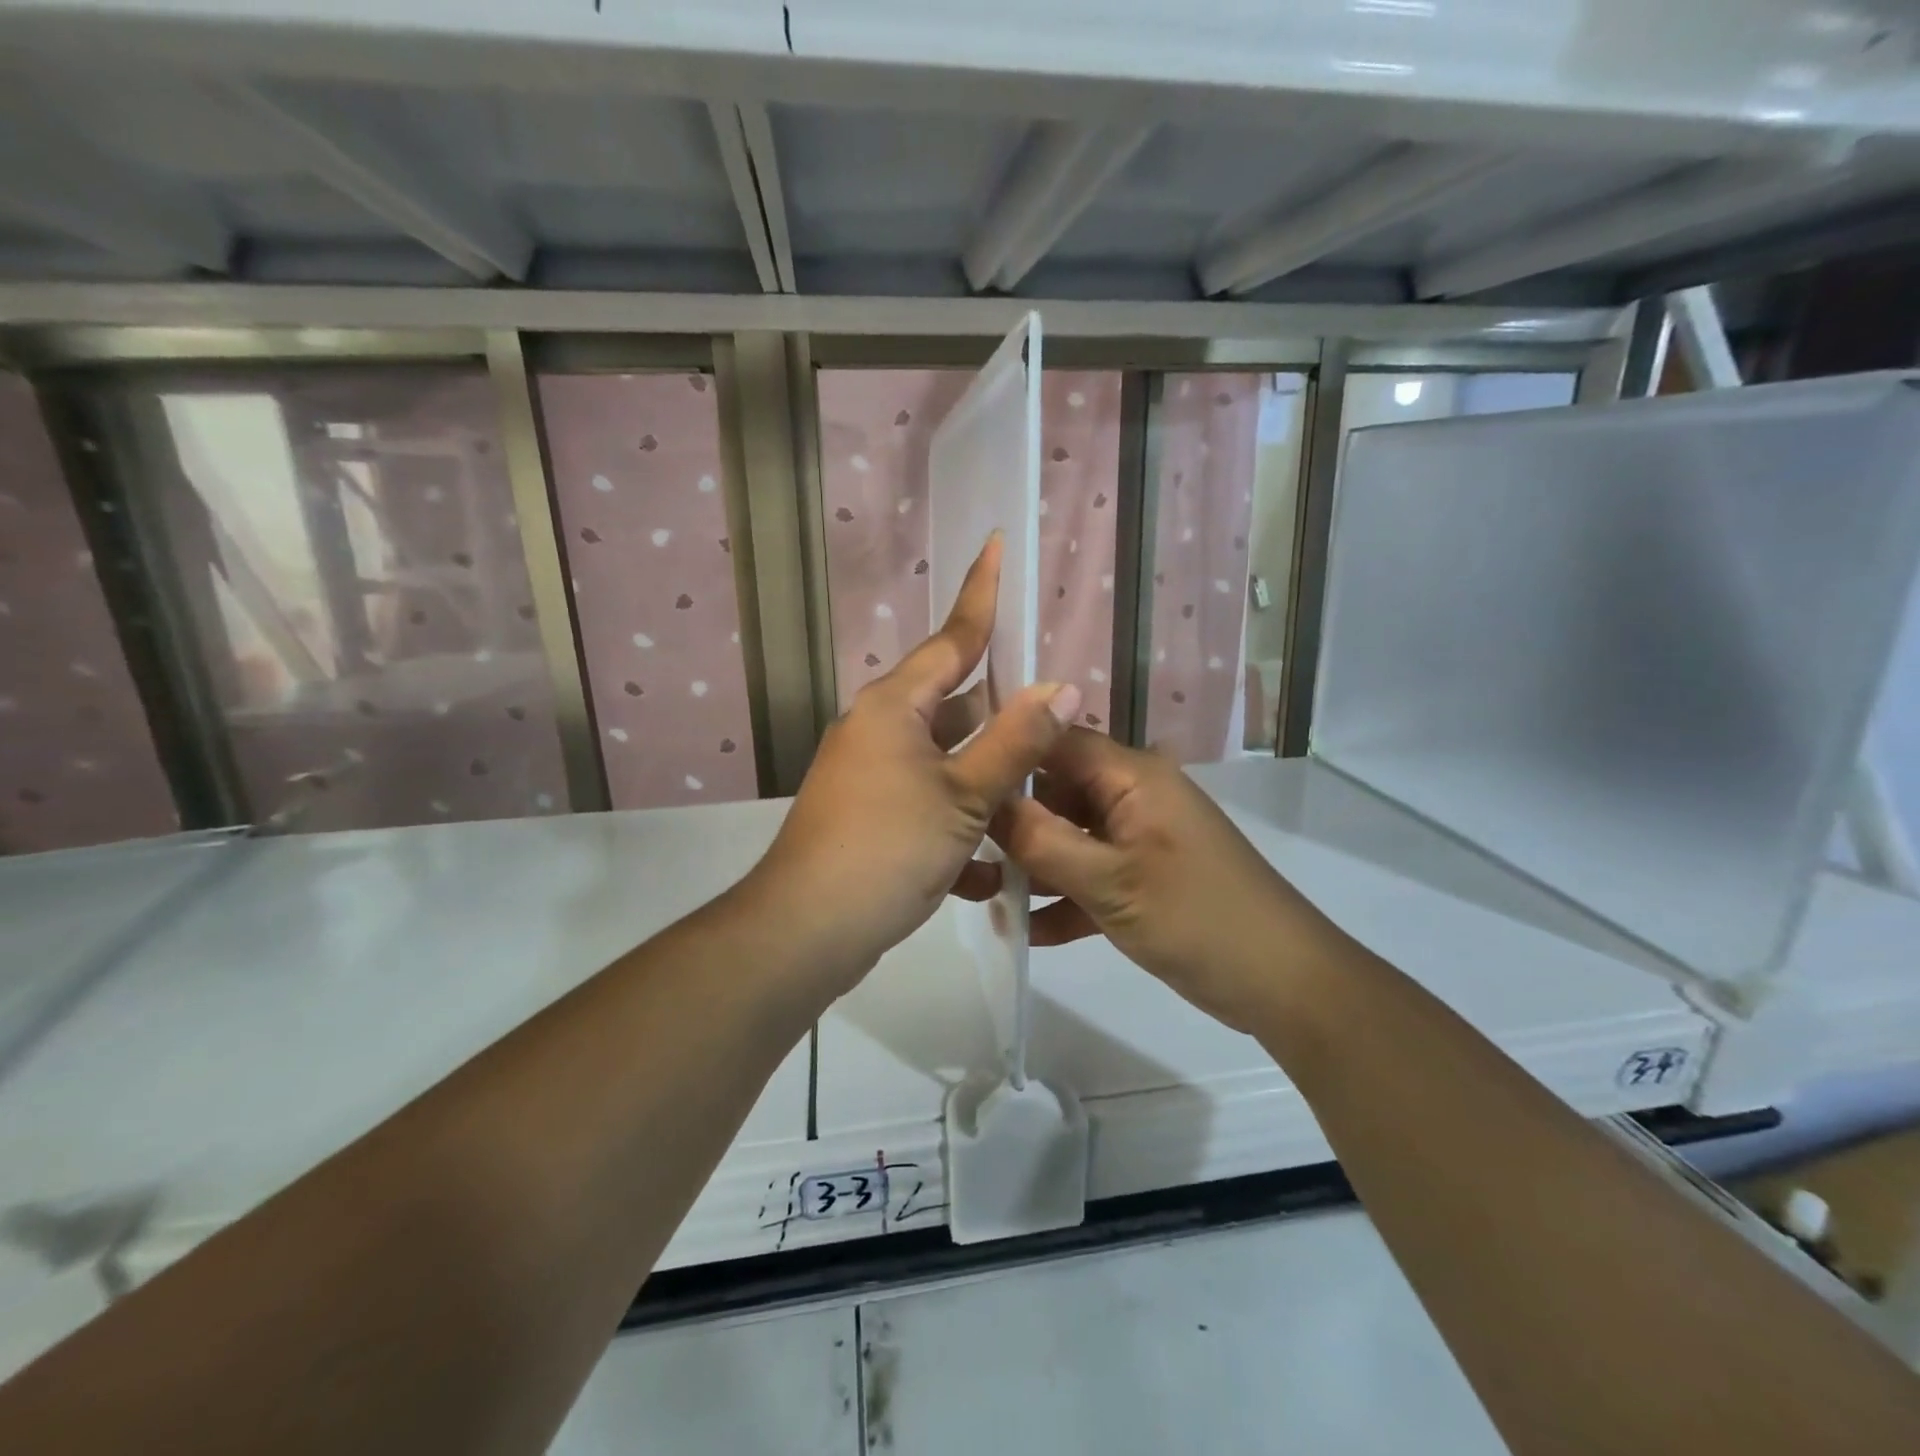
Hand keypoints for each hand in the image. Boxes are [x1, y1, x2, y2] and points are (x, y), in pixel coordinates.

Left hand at [748, 535, 1081, 987]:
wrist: (808, 929)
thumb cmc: (888, 847)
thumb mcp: (964, 795)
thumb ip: (1015, 742)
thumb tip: (1061, 686)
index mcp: (895, 706)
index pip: (952, 637)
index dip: (982, 593)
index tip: (997, 545)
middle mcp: (879, 730)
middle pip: (952, 701)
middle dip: (1000, 706)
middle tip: (1051, 700)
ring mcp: (871, 775)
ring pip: (945, 759)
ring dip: (987, 776)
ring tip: (1039, 786)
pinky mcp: (871, 817)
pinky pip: (928, 804)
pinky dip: (959, 826)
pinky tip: (992, 868)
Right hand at [988, 730, 1350, 1031]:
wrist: (1283, 983)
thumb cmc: (1197, 918)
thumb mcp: (1110, 882)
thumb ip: (1042, 841)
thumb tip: (985, 802)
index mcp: (1132, 777)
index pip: (1057, 740)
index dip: (1007, 750)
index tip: (954, 774)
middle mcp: (1133, 797)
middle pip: (1057, 791)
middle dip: (1011, 820)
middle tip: (958, 846)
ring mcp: (1138, 840)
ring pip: (1068, 838)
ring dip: (1031, 866)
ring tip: (979, 893)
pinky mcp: (1141, 879)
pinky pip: (1089, 876)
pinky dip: (1062, 899)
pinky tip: (1024, 931)